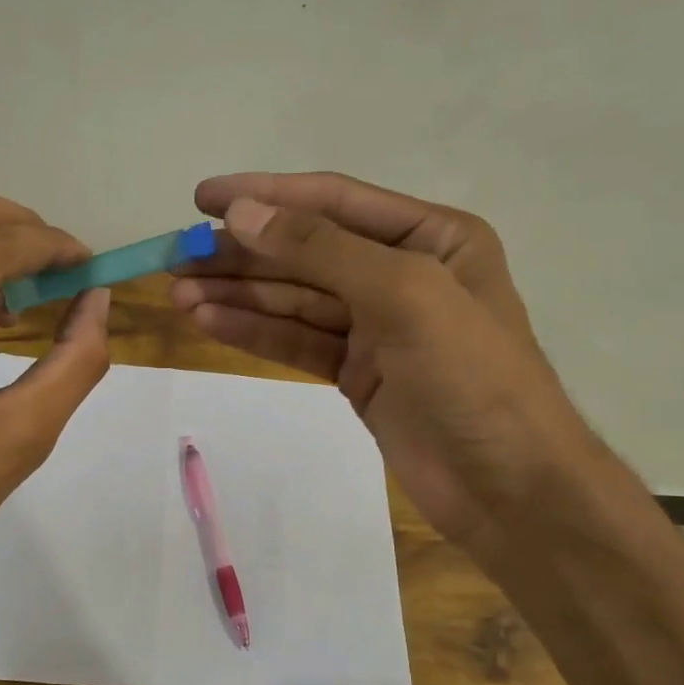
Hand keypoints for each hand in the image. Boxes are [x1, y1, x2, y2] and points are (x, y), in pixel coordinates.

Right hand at [170, 172, 592, 557]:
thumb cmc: (471, 377)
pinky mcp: (357, 373)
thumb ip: (320, 249)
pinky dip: (255, 331)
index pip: (334, 201)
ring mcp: (377, 327)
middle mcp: (402, 272)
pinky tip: (209, 322)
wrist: (507, 489)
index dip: (266, 196)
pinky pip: (297, 341)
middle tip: (176, 257)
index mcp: (432, 237)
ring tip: (178, 294)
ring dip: (238, 295)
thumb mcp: (403, 295)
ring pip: (294, 299)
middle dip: (242, 254)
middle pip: (306, 252)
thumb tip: (241, 213)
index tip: (203, 198)